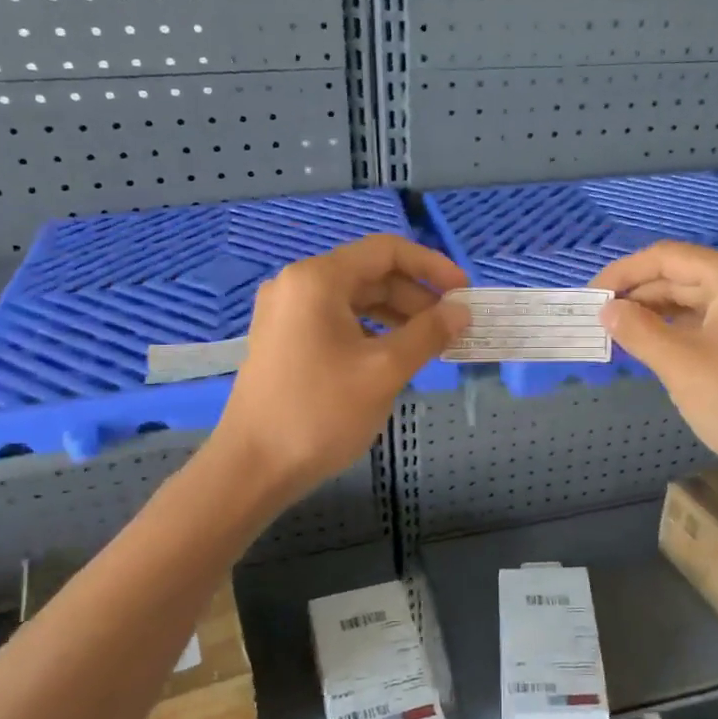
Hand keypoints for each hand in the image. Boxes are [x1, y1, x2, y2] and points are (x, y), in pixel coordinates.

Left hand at [211, 235, 467, 505]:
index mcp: (319, 279)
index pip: (386, 251)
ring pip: (355, 300)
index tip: (464, 292)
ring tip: (431, 343)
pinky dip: (372, 331)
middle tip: (453, 326)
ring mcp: (287, 313)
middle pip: (371, 274)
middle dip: (417, 296)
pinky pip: (338, 321)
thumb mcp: (384, 371)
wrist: (253, 468)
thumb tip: (462, 311)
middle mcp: (298, 285)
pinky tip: (395, 356)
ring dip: (398, 315)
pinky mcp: (284, 340)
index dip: (432, 266)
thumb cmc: (321, 413)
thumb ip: (429, 334)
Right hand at [591, 241, 717, 495]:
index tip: (590, 297)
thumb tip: (607, 310)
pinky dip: (680, 331)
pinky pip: (712, 322)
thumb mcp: (681, 365)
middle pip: (682, 276)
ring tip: (619, 334)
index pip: (667, 257)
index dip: (623, 273)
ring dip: (657, 315)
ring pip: (696, 301)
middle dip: (638, 296)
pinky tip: (654, 347)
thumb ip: (638, 331)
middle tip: (599, 321)